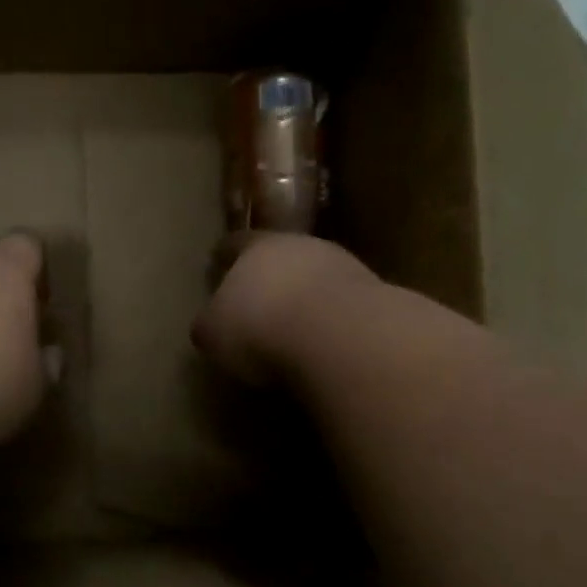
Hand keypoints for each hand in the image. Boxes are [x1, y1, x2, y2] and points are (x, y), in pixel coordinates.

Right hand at [192, 233, 380, 384]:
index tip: (217, 262)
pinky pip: (342, 305)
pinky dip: (331, 319)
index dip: (225, 255)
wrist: (340, 337)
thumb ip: (210, 324)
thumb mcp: (214, 333)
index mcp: (256, 247)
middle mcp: (302, 246)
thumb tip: (211, 326)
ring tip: (294, 326)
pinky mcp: (375, 296)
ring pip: (316, 277)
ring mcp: (344, 267)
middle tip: (259, 299)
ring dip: (305, 297)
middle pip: (281, 256)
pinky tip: (324, 342)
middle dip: (271, 276)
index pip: (235, 244)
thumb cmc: (261, 327)